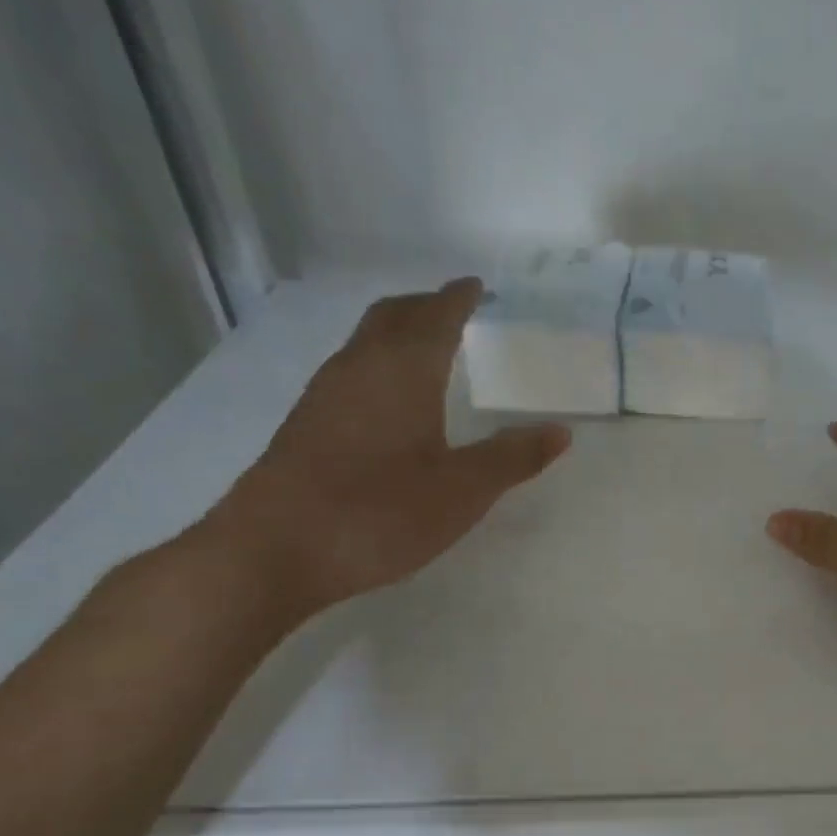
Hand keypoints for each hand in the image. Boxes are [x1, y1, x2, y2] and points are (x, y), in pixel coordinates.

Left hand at [207, 279, 569, 617]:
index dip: (458, 298)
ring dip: (396, 333)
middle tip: (452, 307)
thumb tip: (561, 431)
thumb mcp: (463, 490)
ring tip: (425, 346)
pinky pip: (350, 372)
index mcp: (403, 372)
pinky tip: (387, 399)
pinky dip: (377, 364)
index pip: (435, 317)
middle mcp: (359, 369)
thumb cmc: (380, 512)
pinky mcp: (305, 425)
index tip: (476, 286)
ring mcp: (324, 396)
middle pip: (391, 317)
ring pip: (365, 343)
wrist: (276, 550)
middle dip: (424, 306)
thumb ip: (513, 458)